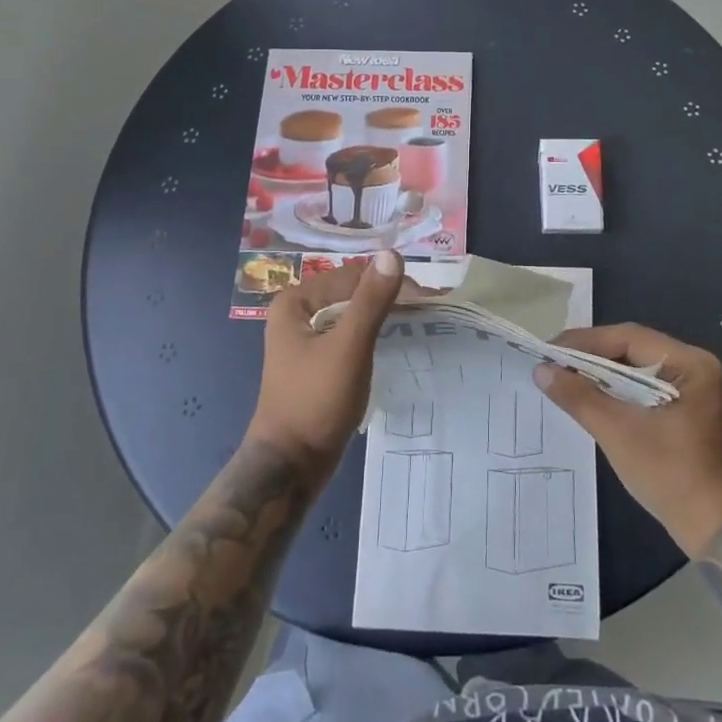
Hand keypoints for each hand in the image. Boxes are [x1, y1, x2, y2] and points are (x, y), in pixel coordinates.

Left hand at [247, 250, 405, 479]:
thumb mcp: (348, 347)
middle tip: (430, 307)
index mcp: (295, 302)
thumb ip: (371, 300)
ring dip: (384, 314)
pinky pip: (349, 336)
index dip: (390, 282)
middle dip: (389, 296)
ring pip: (352, 315)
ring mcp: (305, 340)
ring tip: (421, 320)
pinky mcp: (317, 363)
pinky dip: (373, 334)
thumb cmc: (315, 401)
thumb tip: (392, 254)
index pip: (352, 275)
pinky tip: (396, 341)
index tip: (428, 297)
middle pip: (351, 292)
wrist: (290, 467)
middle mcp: (296, 313)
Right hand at [534, 324, 721, 556]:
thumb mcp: (619, 433)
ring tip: (562, 377)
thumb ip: (579, 397)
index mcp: (690, 363)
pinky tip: (589, 397)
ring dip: (600, 374)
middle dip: (590, 356)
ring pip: (635, 370)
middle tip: (550, 363)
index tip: (548, 350)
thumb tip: (541, 370)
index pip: (628, 338)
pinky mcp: (684, 411)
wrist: (718, 533)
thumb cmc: (672, 476)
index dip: (585, 341)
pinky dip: (615, 391)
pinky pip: (642, 389)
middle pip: (632, 350)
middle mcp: (694, 367)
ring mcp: (691, 390)